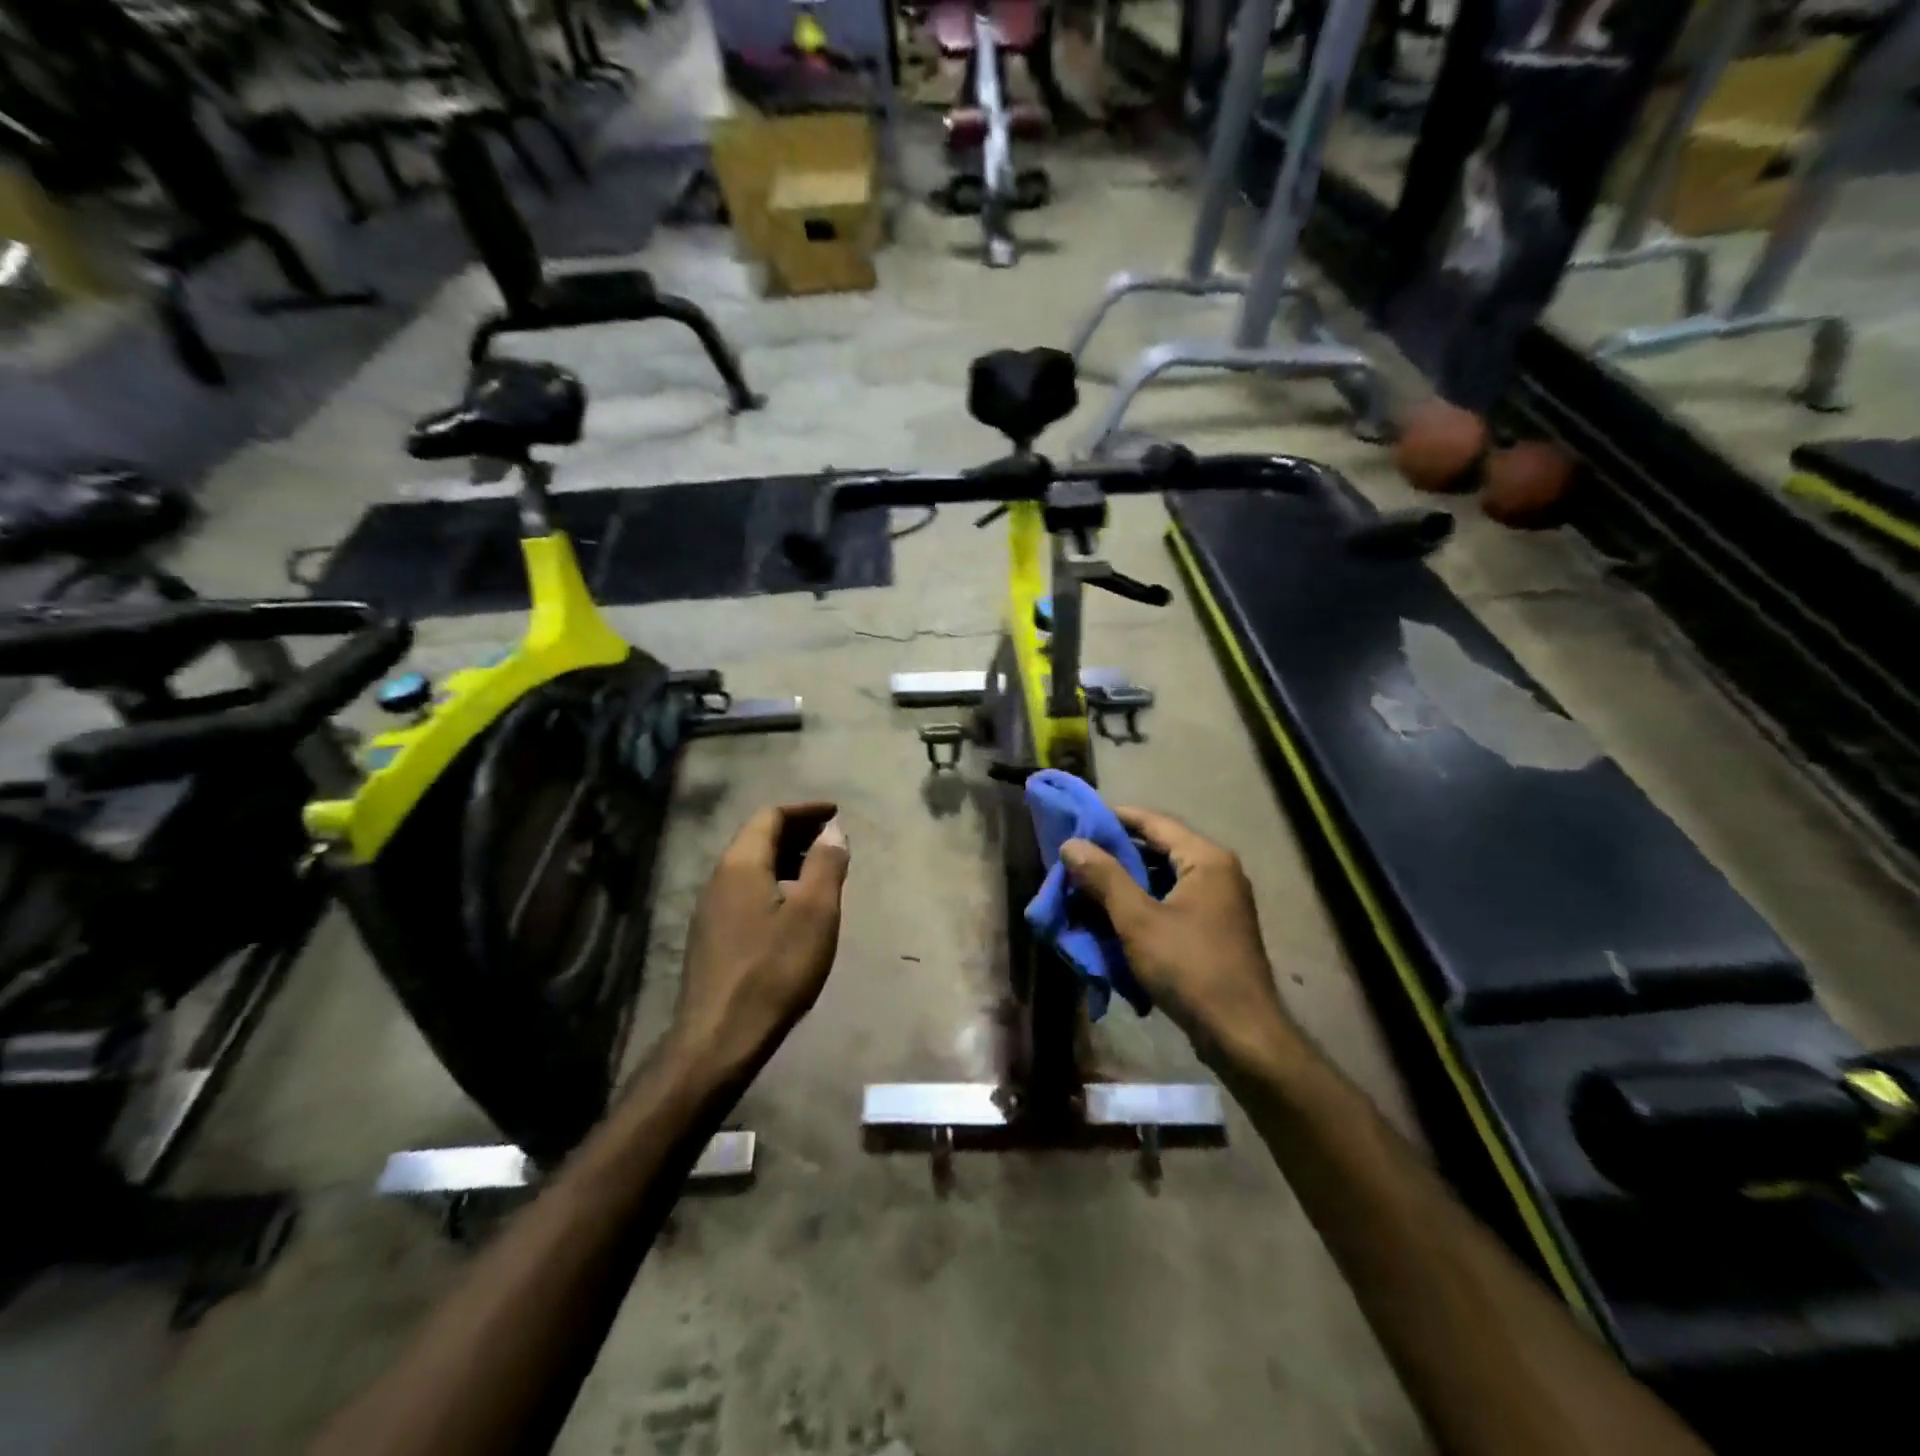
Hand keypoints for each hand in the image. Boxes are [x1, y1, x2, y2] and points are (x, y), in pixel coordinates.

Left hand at [674, 803, 850, 1075]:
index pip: (771, 816)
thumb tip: (833, 830)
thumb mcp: (815, 913)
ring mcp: (710, 909)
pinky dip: (774, 883)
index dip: (805, 810)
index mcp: (741, 864)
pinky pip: (746, 891)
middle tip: (832, 839)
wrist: (719, 1038)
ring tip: (819, 871)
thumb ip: (826, 865)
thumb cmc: (774, 970)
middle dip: (797, 832)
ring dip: (786, 859)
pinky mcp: (711, 937)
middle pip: (758, 838)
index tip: (835, 813)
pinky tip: (794, 909)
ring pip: (751, 867)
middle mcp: (719, 878)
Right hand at [1060, 807, 1294, 1066]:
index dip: (1112, 818)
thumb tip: (1071, 843)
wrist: (1241, 1036)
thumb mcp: (1138, 920)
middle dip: (1114, 855)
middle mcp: (1216, 871)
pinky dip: (1141, 906)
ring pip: (1161, 879)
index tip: (1076, 820)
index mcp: (1205, 858)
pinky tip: (1111, 919)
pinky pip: (1170, 903)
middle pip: (1157, 850)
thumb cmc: (1190, 968)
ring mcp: (1218, 902)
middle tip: (1074, 859)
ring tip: (1085, 889)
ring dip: (1124, 884)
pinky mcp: (1213, 929)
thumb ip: (1104, 877)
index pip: (1152, 821)